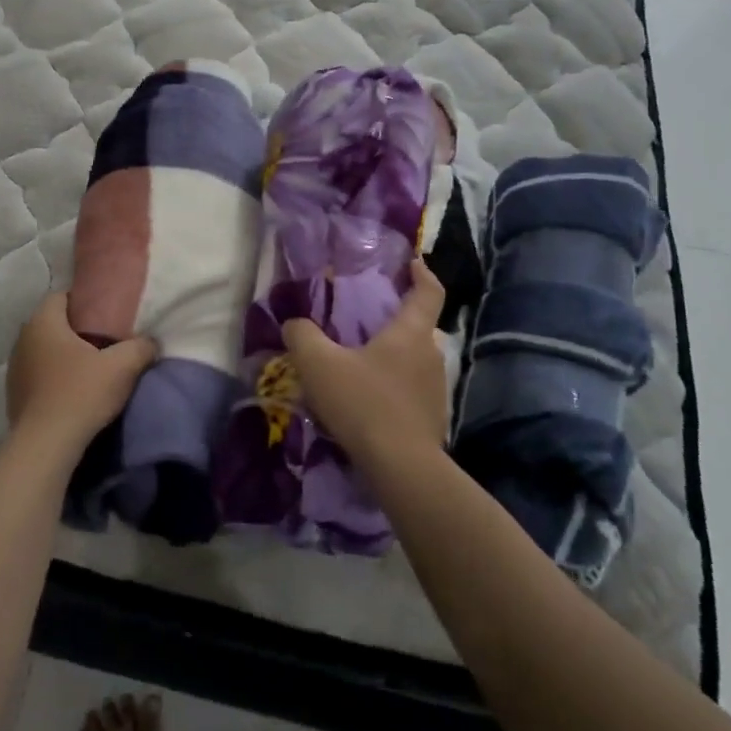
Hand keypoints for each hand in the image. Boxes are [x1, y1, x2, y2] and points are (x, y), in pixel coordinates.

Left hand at [7, 292, 156, 448]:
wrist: (46, 446)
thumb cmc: (81, 394)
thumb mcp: (122, 367)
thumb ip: (140, 347)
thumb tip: (150, 342)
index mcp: (43, 322)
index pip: (61, 296)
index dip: (83, 301)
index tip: (105, 315)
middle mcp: (23, 339)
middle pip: (52, 324)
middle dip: (75, 330)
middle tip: (102, 341)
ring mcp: (14, 368)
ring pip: (43, 350)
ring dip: (62, 355)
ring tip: (88, 368)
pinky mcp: (13, 395)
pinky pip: (36, 375)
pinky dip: (52, 377)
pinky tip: (71, 392)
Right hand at [283, 259, 447, 464]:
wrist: (401, 468)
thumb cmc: (363, 403)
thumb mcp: (318, 364)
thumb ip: (302, 336)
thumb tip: (294, 323)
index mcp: (410, 333)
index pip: (429, 292)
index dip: (422, 274)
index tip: (413, 263)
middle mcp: (431, 355)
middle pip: (420, 328)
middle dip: (399, 321)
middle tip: (370, 321)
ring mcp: (436, 390)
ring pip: (415, 362)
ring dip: (395, 358)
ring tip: (364, 364)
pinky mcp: (432, 420)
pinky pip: (412, 391)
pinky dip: (395, 388)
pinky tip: (370, 402)